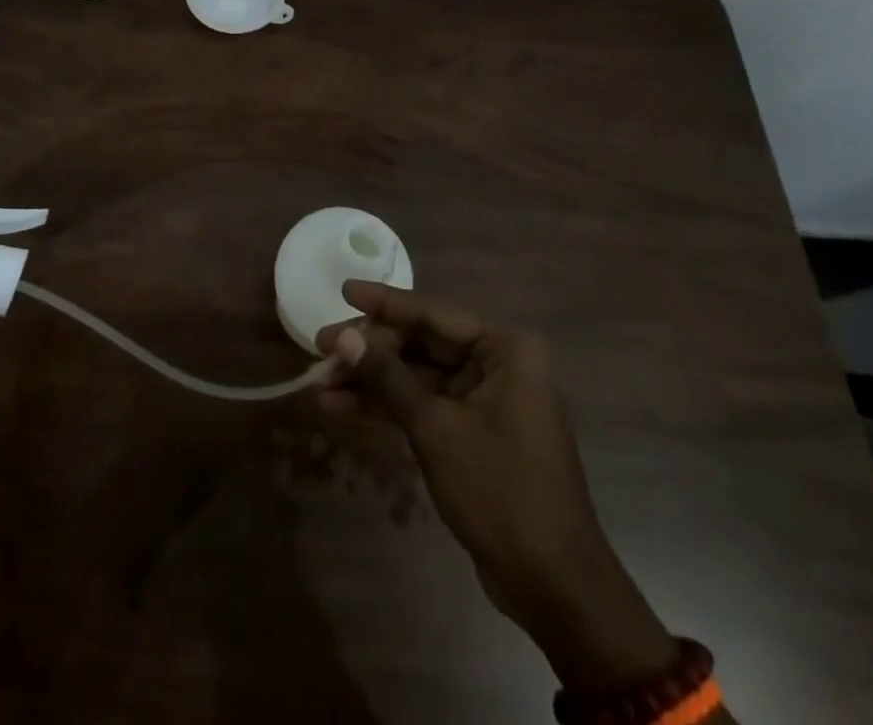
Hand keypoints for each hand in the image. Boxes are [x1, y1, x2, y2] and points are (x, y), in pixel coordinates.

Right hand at [317, 282, 676, 694]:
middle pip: (422, 344)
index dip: (384, 302)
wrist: (551, 583)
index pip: (433, 313)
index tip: (344, 289)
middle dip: (370, 350)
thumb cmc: (499, 488)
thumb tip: (342, 335)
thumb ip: (387, 377)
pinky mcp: (472, 432)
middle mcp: (497, 363)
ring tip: (320, 383)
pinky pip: (424, 406)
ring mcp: (485, 399)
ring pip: (418, 377)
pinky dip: (388, 408)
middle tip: (320, 347)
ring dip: (371, 382)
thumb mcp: (435, 427)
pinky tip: (342, 408)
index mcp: (504, 348)